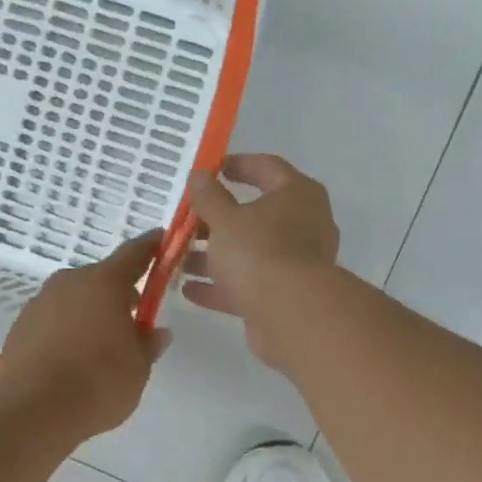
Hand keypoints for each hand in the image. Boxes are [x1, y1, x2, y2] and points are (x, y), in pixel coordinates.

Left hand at [0, 231, 170, 439]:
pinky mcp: (20, 327)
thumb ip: (148, 345)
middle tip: (135, 320)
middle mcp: (70, 282)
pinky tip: (75, 360)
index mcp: (105, 283)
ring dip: (91, 313)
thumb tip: (156, 332)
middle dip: (119, 294)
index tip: (162, 242)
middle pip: (101, 279)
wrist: (32, 410)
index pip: (135, 253)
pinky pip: (54, 320)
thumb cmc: (98, 383)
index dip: (152, 247)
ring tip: (102, 347)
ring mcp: (40, 303)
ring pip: (75, 300)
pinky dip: (68, 331)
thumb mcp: (138, 369)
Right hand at [182, 154, 339, 367]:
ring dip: (214, 257)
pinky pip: (248, 286)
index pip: (268, 168)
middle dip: (217, 220)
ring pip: (249, 254)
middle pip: (256, 216)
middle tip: (185, 221)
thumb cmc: (259, 252)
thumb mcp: (225, 219)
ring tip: (178, 258)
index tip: (210, 170)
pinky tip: (188, 290)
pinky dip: (221, 287)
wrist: (291, 316)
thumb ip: (208, 197)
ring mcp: (295, 265)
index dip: (238, 165)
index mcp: (298, 195)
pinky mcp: (284, 298)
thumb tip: (200, 176)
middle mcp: (304, 226)